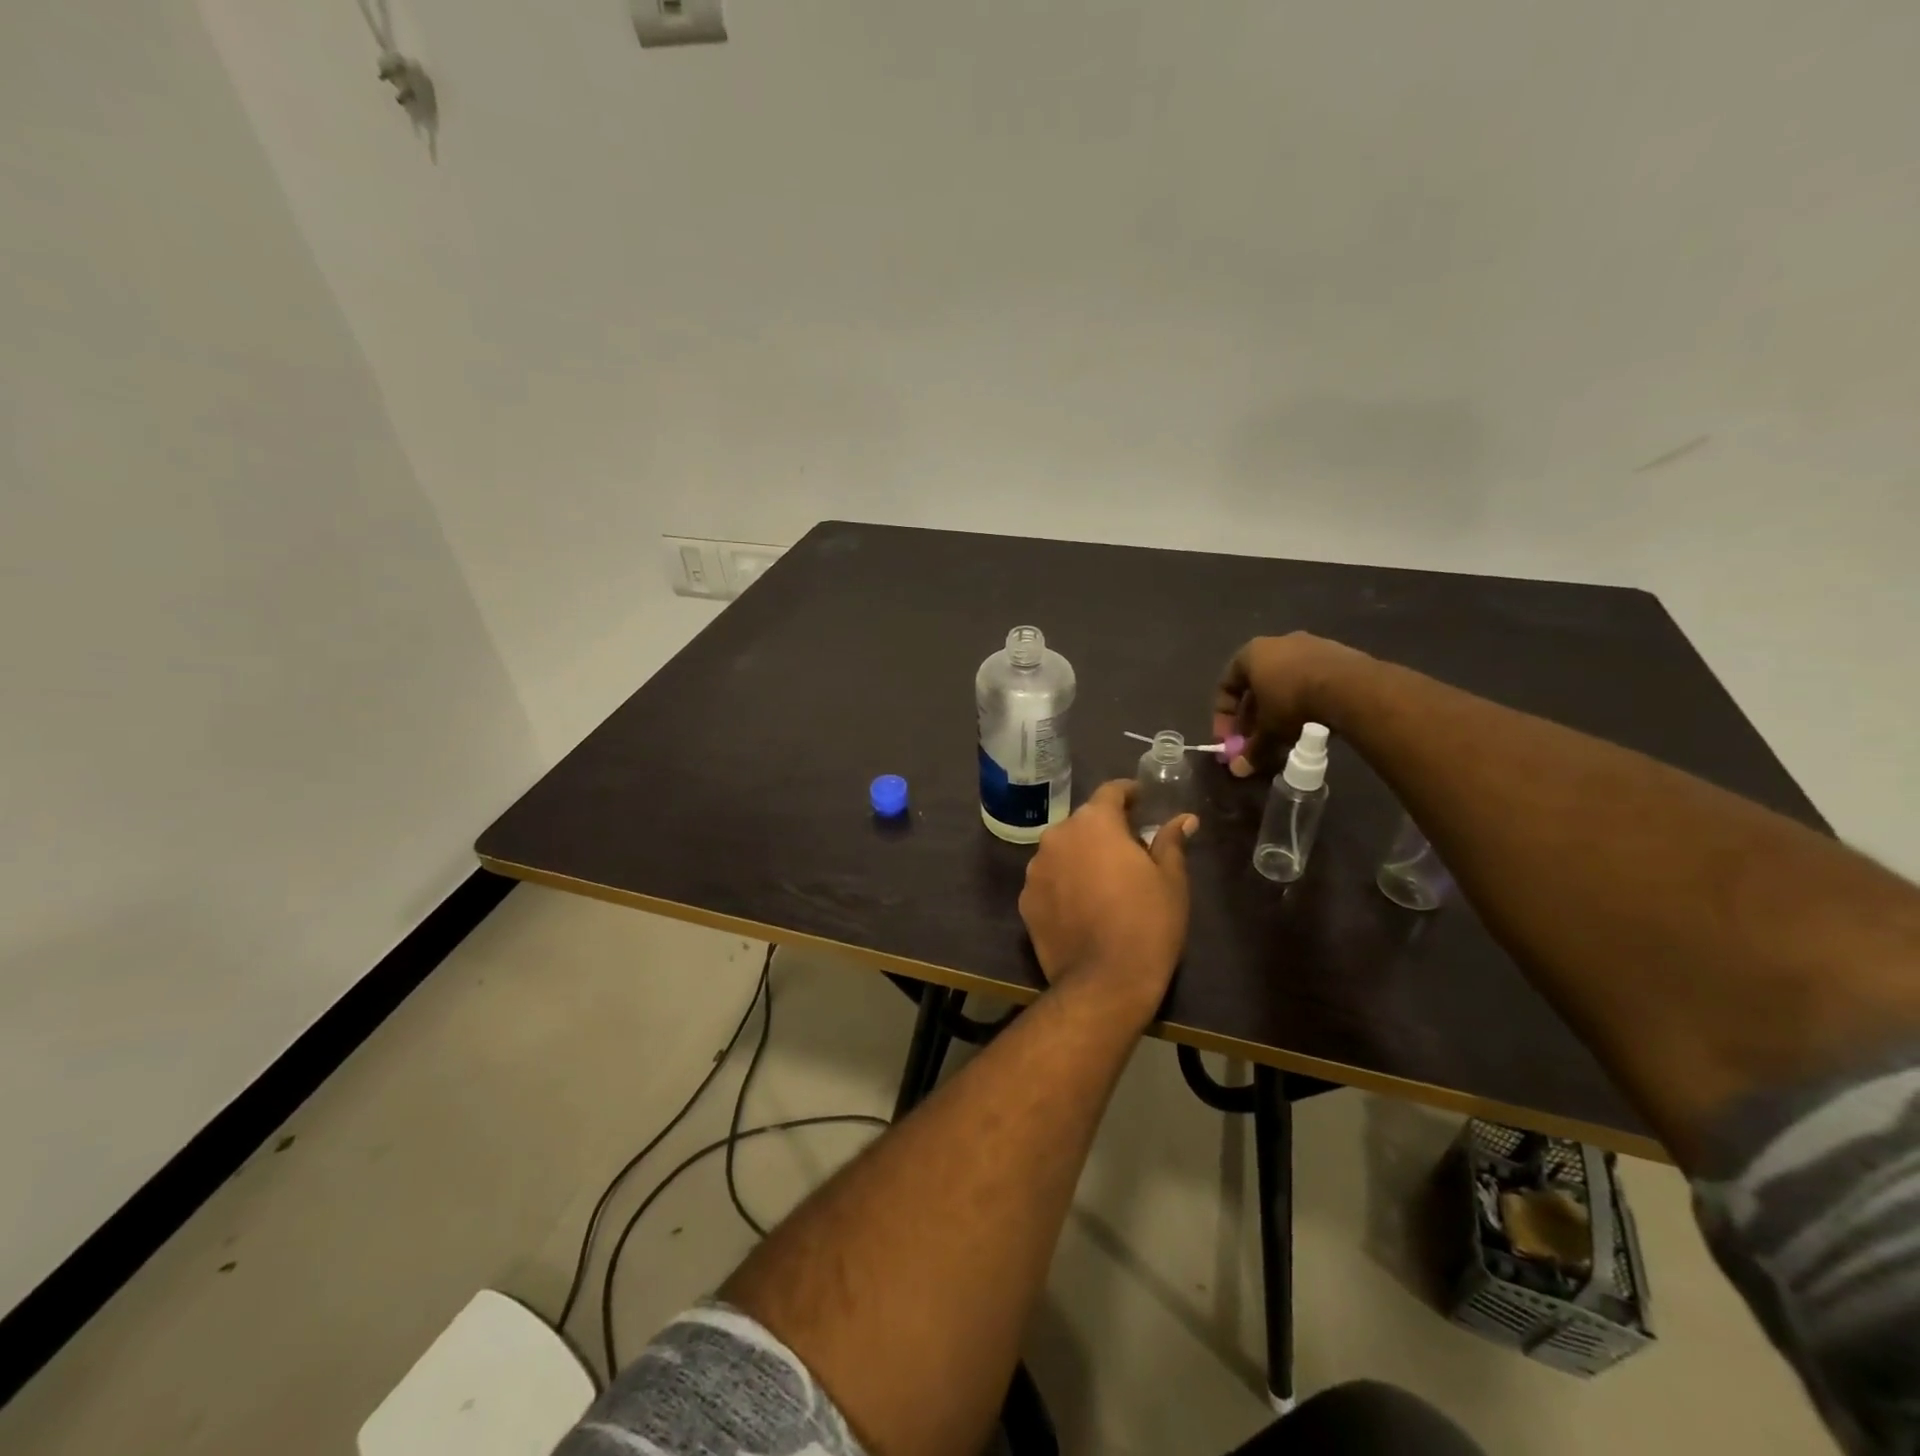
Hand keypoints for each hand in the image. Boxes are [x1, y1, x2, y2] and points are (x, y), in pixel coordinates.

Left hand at [1018, 780, 1197, 1025]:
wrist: (1103, 982)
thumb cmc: (1147, 923)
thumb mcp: (1171, 880)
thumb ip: (1170, 842)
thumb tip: (1182, 819)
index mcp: (1094, 823)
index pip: (1111, 792)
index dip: (1128, 793)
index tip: (1141, 800)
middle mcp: (1057, 836)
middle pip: (1084, 822)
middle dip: (1104, 830)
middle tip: (1129, 848)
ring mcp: (1035, 868)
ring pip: (1062, 850)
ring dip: (1080, 856)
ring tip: (1103, 880)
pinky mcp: (1025, 900)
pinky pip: (1049, 880)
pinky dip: (1063, 883)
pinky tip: (1081, 906)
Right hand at [1213, 632, 1368, 777]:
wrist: (1352, 687)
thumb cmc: (1294, 702)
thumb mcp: (1268, 731)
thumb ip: (1251, 749)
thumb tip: (1238, 770)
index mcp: (1251, 653)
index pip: (1226, 685)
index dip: (1223, 716)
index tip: (1229, 739)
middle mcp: (1278, 642)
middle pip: (1256, 684)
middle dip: (1252, 715)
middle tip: (1254, 740)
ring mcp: (1310, 645)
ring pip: (1284, 682)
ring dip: (1279, 709)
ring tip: (1284, 735)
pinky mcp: (1338, 654)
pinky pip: (1311, 680)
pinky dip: (1304, 701)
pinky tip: (1310, 722)